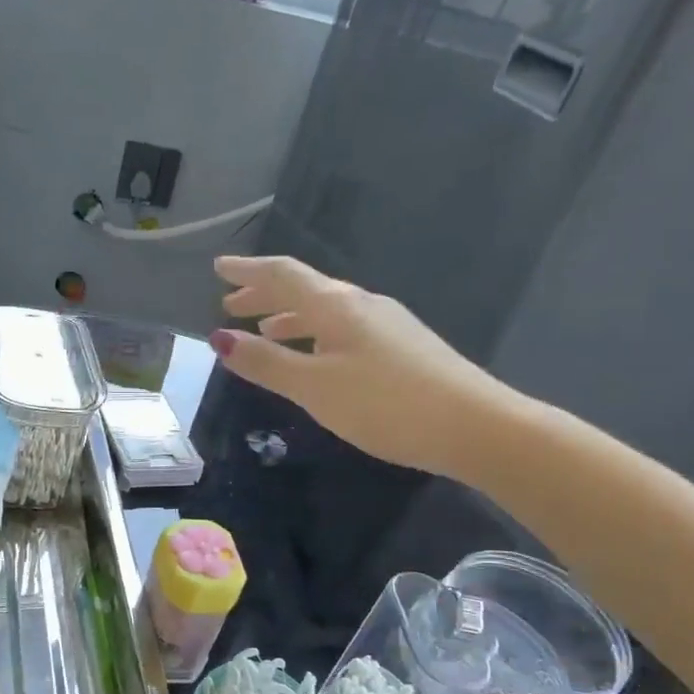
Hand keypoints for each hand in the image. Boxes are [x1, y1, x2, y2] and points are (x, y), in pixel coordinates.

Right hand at [211, 256, 519, 480]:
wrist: (474, 425)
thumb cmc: (385, 404)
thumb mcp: (315, 387)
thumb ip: (267, 363)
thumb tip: (219, 339)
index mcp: (337, 306)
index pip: (283, 275)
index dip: (248, 271)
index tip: (218, 268)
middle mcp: (362, 304)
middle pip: (305, 289)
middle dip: (265, 295)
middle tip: (232, 304)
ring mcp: (387, 324)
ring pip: (326, 310)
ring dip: (290, 316)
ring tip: (265, 331)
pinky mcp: (403, 347)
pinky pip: (345, 328)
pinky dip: (316, 334)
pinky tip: (317, 358)